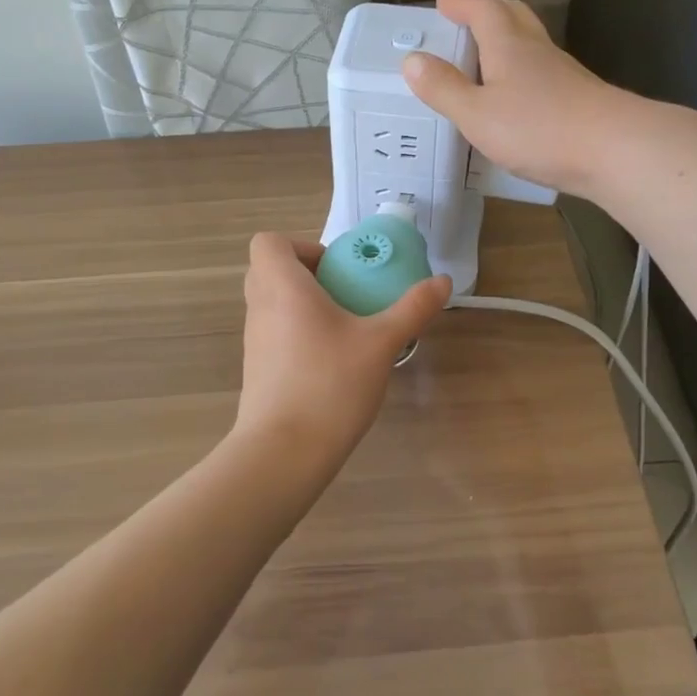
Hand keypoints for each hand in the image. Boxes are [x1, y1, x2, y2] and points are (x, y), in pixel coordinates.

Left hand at [233, 232, 451, 466]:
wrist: (283, 452)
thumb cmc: (330, 383)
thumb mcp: (381, 343)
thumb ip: (413, 308)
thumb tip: (442, 281)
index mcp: (283, 287)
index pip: (268, 242)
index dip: (301, 245)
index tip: (336, 269)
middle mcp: (260, 307)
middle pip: (269, 270)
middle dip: (307, 273)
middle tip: (344, 292)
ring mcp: (254, 340)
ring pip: (272, 303)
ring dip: (303, 304)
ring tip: (345, 327)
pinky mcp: (256, 369)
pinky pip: (274, 333)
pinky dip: (297, 333)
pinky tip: (331, 360)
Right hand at [402, 0, 634, 198]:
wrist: (616, 150)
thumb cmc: (539, 129)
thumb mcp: (477, 114)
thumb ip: (443, 88)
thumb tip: (412, 59)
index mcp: (509, 46)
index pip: (483, 10)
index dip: (462, 4)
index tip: (443, 4)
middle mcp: (537, 51)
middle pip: (514, 17)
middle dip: (488, 13)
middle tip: (467, 21)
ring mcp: (564, 73)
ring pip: (531, 44)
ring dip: (507, 43)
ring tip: (486, 60)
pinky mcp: (579, 98)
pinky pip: (543, 73)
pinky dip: (523, 73)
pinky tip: (518, 98)